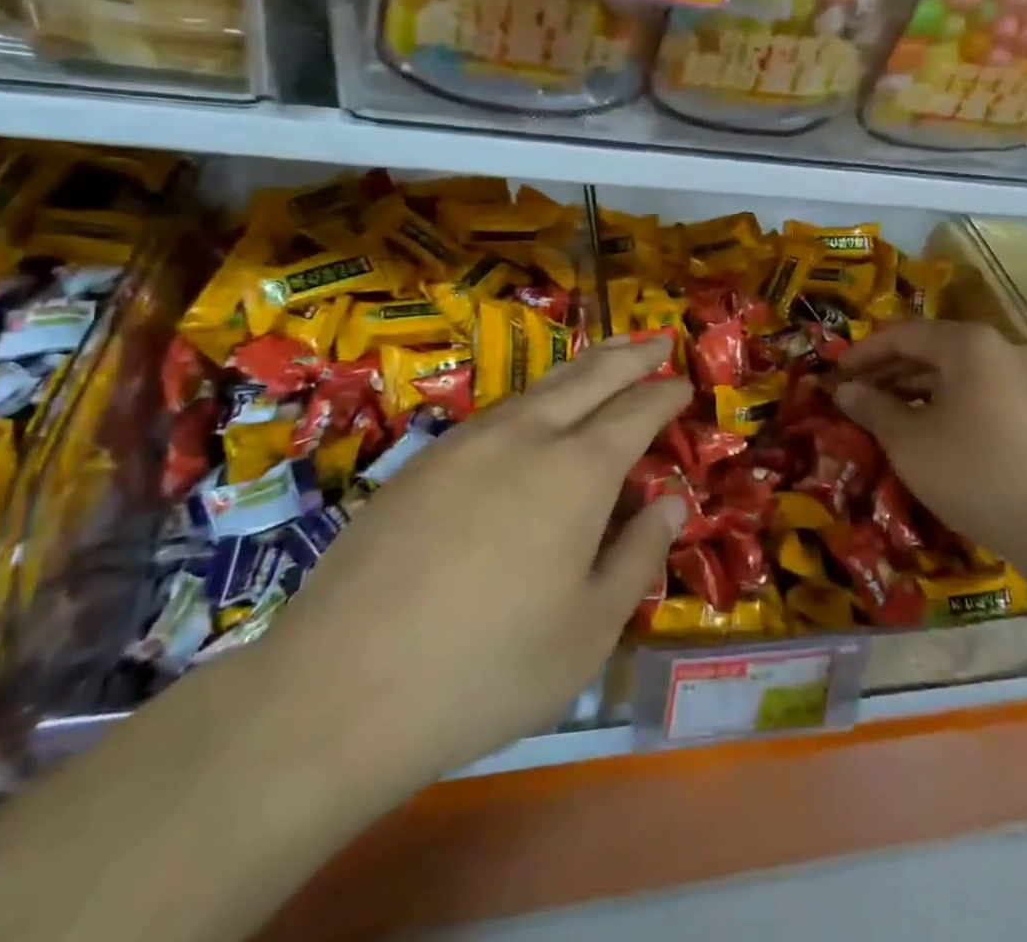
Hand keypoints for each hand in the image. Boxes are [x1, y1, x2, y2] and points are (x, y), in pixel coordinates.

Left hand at [262, 337, 690, 787]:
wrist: (341, 687)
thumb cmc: (488, 668)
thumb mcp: (589, 630)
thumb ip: (638, 556)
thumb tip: (670, 502)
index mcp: (578, 471)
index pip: (637, 411)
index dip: (665, 394)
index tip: (684, 383)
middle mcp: (527, 437)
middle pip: (590, 376)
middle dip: (630, 354)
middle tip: (657, 339)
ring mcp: (468, 442)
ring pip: (539, 386)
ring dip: (581, 368)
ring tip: (605, 360)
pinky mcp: (423, 461)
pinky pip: (497, 412)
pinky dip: (534, 399)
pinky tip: (533, 414)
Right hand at [834, 321, 1026, 561]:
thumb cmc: (975, 473)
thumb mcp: (909, 441)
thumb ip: (872, 407)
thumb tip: (843, 390)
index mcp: (970, 344)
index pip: (903, 334)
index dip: (863, 353)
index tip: (835, 373)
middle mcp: (1003, 349)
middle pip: (932, 349)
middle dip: (889, 371)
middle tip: (855, 395)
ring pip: (958, 373)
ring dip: (917, 388)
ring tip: (885, 414)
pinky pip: (982, 393)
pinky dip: (948, 403)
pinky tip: (930, 431)